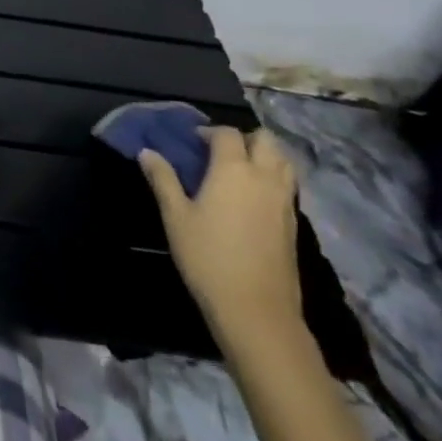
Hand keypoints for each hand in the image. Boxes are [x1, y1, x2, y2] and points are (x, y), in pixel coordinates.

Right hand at [141, 126, 302, 348]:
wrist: (255, 309)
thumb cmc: (207, 256)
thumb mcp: (175, 216)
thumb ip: (162, 179)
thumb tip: (147, 152)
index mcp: (233, 170)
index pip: (227, 134)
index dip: (209, 131)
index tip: (192, 141)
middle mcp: (264, 178)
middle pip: (266, 141)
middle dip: (244, 138)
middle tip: (219, 151)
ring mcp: (284, 201)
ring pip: (284, 162)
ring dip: (264, 155)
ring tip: (239, 169)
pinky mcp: (294, 222)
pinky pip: (287, 185)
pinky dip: (272, 178)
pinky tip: (251, 197)